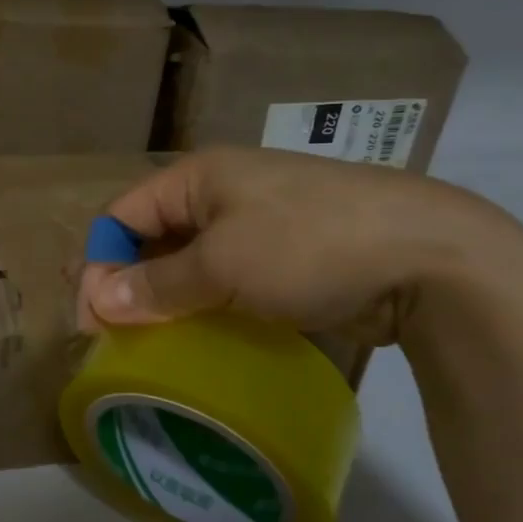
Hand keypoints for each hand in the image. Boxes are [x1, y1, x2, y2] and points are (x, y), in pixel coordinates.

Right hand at [77, 147, 509, 346]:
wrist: (429, 256)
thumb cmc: (307, 245)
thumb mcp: (222, 265)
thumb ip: (156, 284)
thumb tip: (98, 301)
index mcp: (198, 177)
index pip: (124, 215)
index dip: (100, 263)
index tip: (93, 321)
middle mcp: (222, 193)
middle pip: (154, 238)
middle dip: (130, 284)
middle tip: (119, 338)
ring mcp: (258, 224)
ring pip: (191, 262)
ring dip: (168, 299)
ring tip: (155, 345)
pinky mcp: (287, 257)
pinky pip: (228, 280)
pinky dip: (208, 306)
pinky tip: (202, 338)